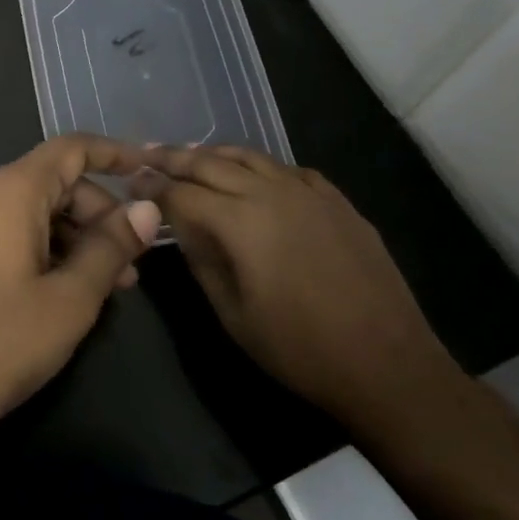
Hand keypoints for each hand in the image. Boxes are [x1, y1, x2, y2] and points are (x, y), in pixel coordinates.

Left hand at [0, 135, 161, 451]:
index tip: (149, 170)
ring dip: (75, 237)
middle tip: (133, 261)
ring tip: (110, 285)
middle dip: (99, 213)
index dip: (113, 154)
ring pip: (33, 211)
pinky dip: (46, 249)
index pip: (70, 149)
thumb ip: (111, 247)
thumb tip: (145, 209)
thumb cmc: (0, 342)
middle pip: (54, 182)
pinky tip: (67, 291)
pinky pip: (10, 233)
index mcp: (11, 191)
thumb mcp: (70, 298)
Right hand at [134, 144, 464, 437]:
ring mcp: (310, 193)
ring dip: (216, 154)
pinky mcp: (338, 202)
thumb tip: (180, 227)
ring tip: (192, 155)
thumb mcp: (232, 314)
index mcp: (241, 221)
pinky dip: (262, 167)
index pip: (181, 193)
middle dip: (175, 158)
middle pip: (211, 163)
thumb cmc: (300, 349)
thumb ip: (201, 260)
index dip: (151, 187)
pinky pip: (290, 170)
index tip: (130, 182)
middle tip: (148, 156)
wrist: (388, 365)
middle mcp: (272, 192)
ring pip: (252, 157)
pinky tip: (256, 177)